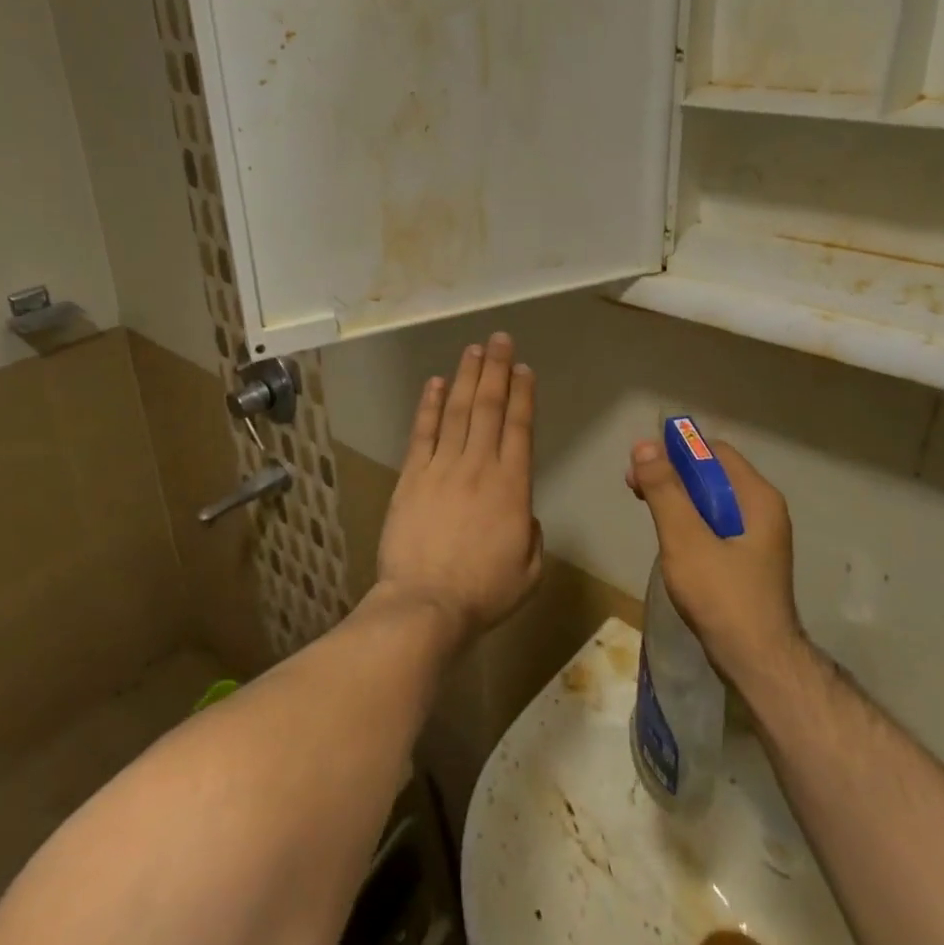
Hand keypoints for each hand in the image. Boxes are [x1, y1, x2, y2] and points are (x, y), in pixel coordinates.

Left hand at [374, 333, 542, 646]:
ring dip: (465, 377)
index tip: (524, 368)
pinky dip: (429, 405)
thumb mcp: (530, 570)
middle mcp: (478, 466)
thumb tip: (522, 513)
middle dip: (496, 370)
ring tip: (473, 349)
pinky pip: (422, 433)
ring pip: (456, 411)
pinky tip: (435, 383)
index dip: (522, 394)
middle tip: (500, 339)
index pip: (519, 427)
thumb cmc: (483, 592)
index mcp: (512, 486)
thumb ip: (532, 533)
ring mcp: (441, 468)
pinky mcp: (411, 476)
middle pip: (488, 407)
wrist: (425, 604)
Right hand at [626, 436, 801, 687]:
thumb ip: (665, 490)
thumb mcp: (685, 538)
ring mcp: (757, 537)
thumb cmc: (722, 595)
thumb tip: (645, 445)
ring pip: (711, 501)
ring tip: (646, 509)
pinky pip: (714, 525)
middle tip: (635, 489)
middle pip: (712, 474)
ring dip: (677, 498)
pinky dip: (689, 522)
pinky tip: (669, 537)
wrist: (757, 662)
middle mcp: (762, 510)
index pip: (713, 451)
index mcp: (757, 497)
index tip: (642, 466)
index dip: (676, 451)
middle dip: (672, 475)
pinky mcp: (747, 560)